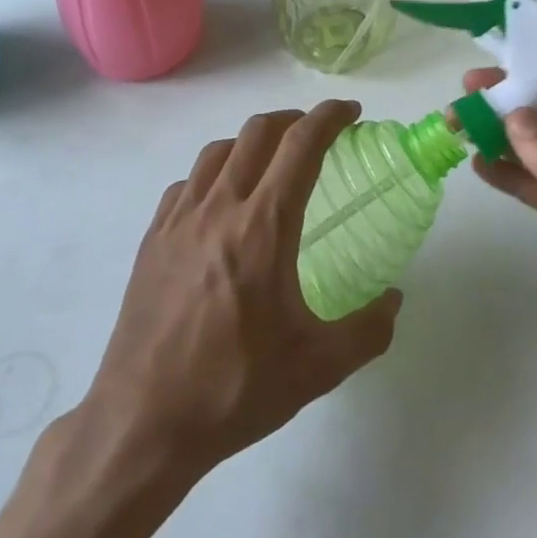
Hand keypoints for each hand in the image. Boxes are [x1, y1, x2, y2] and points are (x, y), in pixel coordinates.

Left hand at [85, 101, 401, 475]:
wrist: (142, 423)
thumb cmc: (234, 389)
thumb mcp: (317, 368)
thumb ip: (368, 330)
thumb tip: (394, 300)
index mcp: (263, 226)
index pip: (301, 144)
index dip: (329, 117)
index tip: (351, 114)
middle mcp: (219, 207)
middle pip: (258, 131)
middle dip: (293, 119)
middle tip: (316, 135)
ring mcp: (179, 220)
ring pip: (218, 151)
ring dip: (252, 141)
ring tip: (271, 162)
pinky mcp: (153, 239)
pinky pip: (187, 184)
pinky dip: (213, 174)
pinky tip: (220, 204)